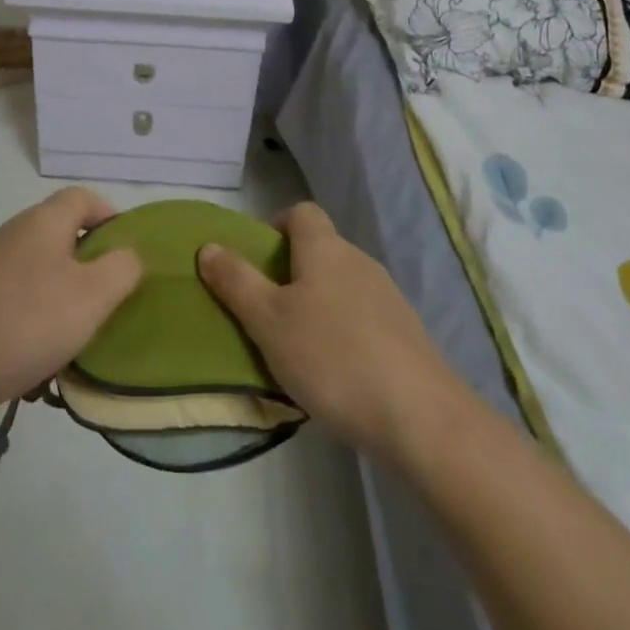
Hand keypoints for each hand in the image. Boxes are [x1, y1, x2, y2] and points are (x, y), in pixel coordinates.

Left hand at [0, 186, 143, 438]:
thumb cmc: (31, 319)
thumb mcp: (94, 294)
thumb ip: (123, 268)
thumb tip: (127, 255)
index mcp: (44, 220)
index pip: (83, 197)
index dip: (110, 217)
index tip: (126, 255)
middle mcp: (16, 233)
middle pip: (62, 233)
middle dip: (89, 262)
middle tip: (109, 298)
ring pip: (41, 269)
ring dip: (64, 294)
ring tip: (79, 332)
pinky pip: (19, 297)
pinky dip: (36, 316)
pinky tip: (43, 353)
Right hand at [198, 202, 460, 462]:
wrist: (421, 417)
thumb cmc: (332, 357)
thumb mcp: (268, 321)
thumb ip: (236, 281)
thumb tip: (208, 246)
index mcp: (325, 249)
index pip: (301, 212)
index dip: (276, 226)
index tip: (258, 261)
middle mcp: (359, 261)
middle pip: (320, 250)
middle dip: (291, 273)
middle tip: (266, 313)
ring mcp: (388, 297)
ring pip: (341, 286)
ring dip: (317, 305)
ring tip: (297, 348)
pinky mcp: (406, 334)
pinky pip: (363, 317)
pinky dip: (344, 332)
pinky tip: (336, 373)